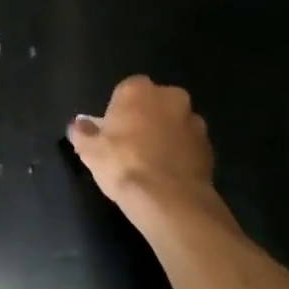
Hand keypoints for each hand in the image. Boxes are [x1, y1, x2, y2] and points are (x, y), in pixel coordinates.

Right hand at [67, 76, 218, 216]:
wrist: (168, 199)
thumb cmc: (123, 164)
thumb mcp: (89, 149)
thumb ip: (82, 132)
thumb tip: (79, 125)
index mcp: (139, 89)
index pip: (126, 90)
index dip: (119, 110)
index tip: (112, 131)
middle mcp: (171, 97)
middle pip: (154, 104)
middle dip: (146, 118)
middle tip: (131, 145)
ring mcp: (194, 121)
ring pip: (175, 124)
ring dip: (166, 136)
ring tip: (151, 163)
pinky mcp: (209, 147)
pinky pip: (188, 145)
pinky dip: (179, 154)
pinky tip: (167, 175)